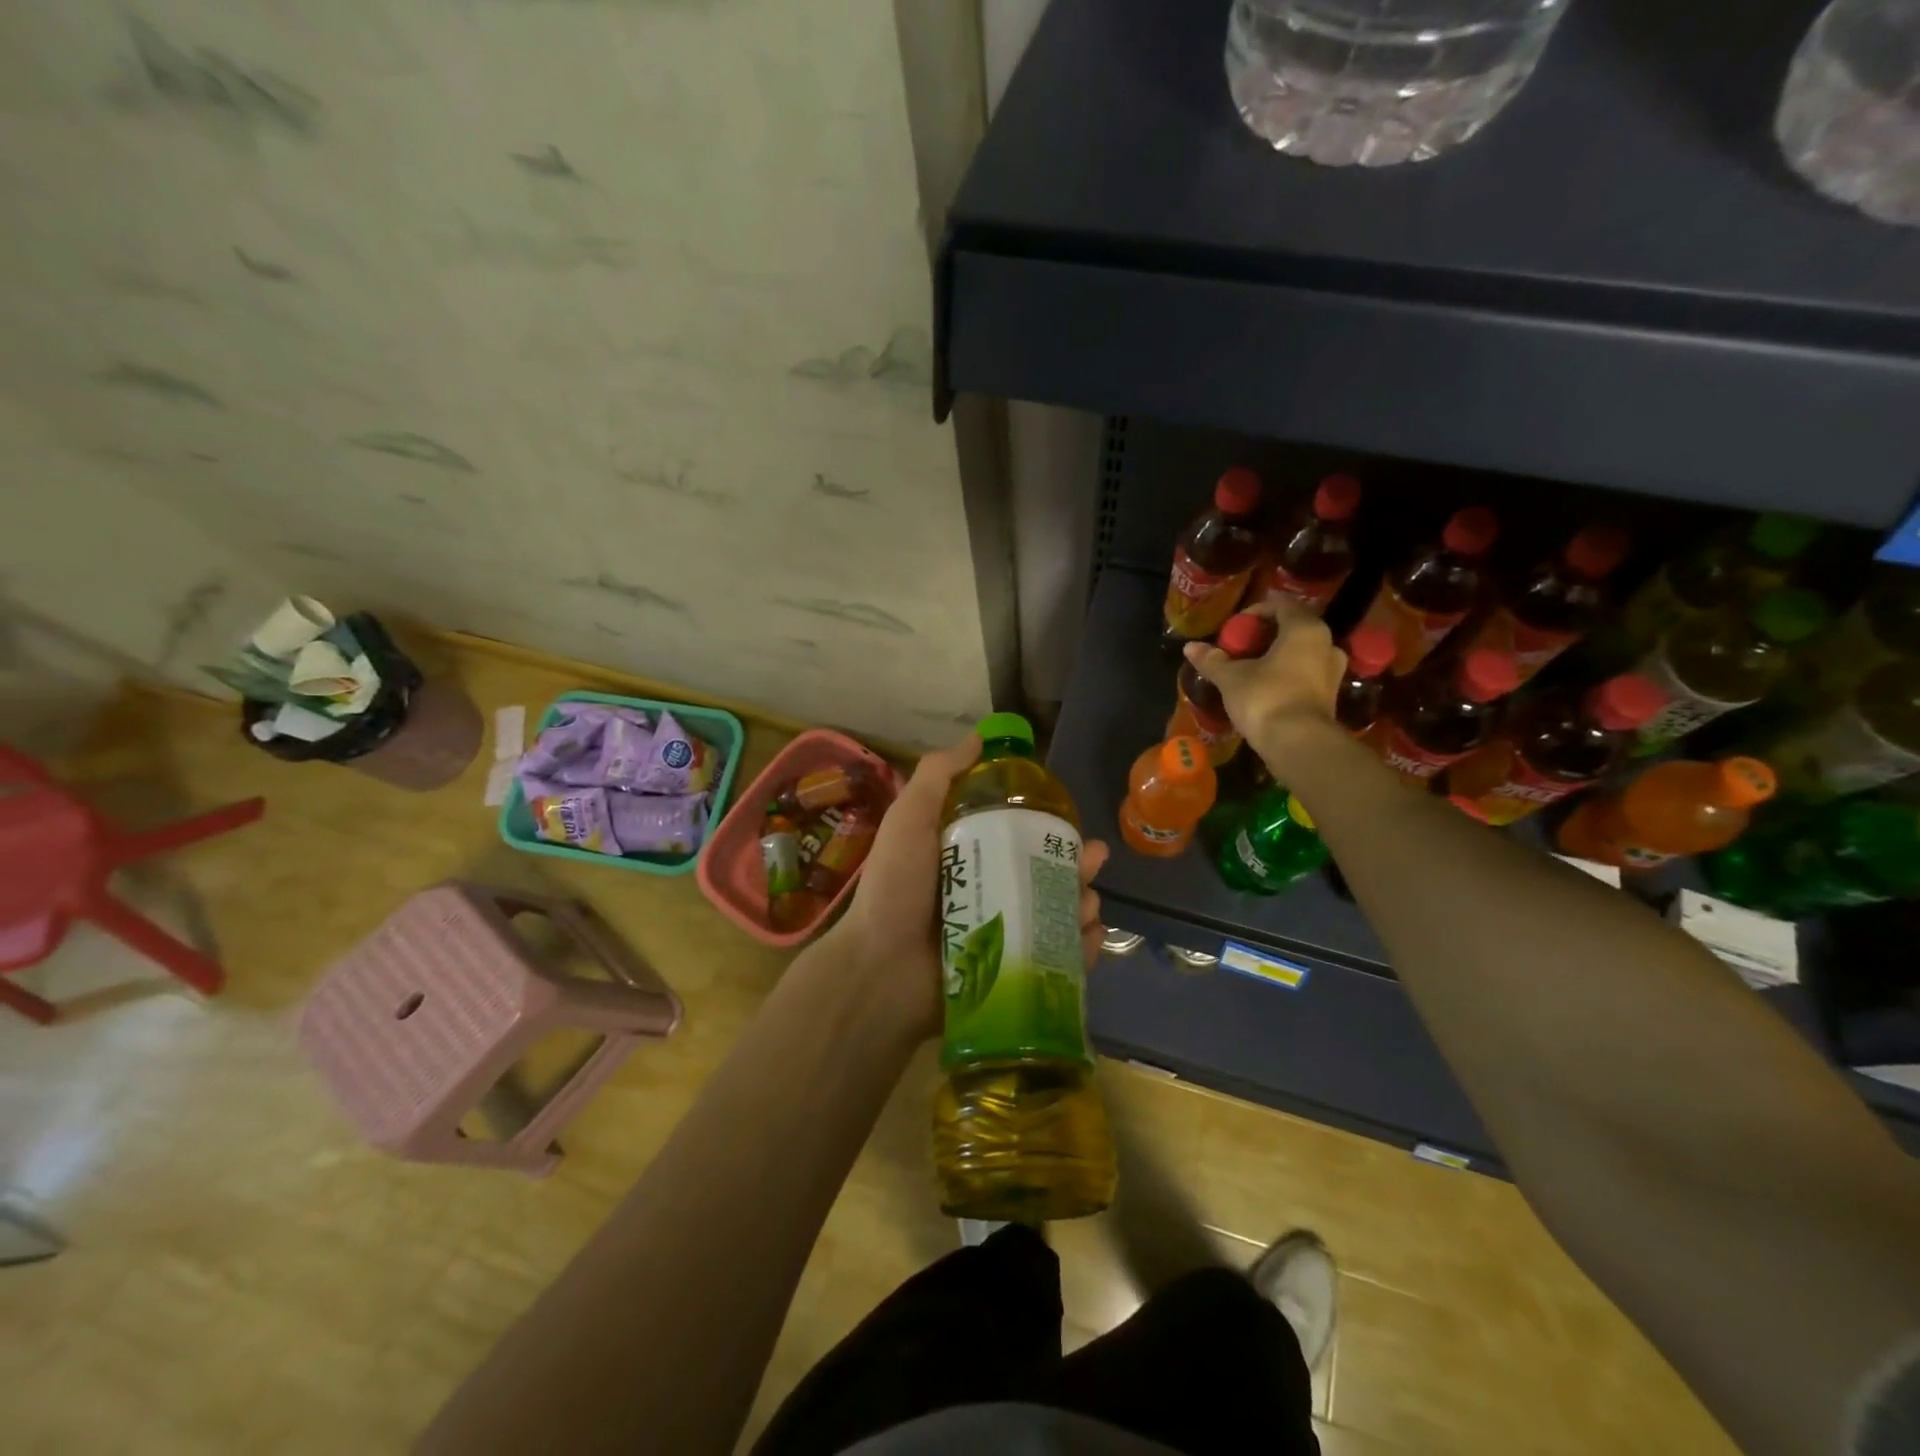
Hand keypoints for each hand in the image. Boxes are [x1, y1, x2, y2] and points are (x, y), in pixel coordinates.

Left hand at [825, 733, 1110, 1041]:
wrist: (880, 971)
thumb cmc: (896, 889)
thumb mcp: (910, 819)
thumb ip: (938, 776)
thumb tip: (979, 738)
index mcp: (967, 857)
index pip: (1016, 835)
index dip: (1046, 824)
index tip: (1067, 815)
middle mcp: (986, 892)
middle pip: (1043, 874)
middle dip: (1075, 864)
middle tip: (1093, 859)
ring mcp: (1001, 935)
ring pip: (1055, 914)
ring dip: (1081, 903)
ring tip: (1089, 900)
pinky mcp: (1011, 973)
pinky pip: (1055, 958)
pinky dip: (1079, 948)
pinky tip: (1089, 935)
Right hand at [1183, 602, 1346, 773]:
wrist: (1298, 745)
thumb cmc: (1265, 698)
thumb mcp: (1231, 678)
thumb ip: (1212, 660)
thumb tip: (1190, 647)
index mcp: (1304, 629)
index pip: (1282, 605)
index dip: (1255, 611)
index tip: (1234, 627)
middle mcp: (1326, 644)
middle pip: (1293, 629)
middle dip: (1266, 635)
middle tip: (1240, 647)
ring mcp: (1332, 672)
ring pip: (1301, 652)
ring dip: (1277, 656)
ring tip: (1251, 668)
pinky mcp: (1330, 696)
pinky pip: (1306, 674)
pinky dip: (1286, 674)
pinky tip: (1266, 687)